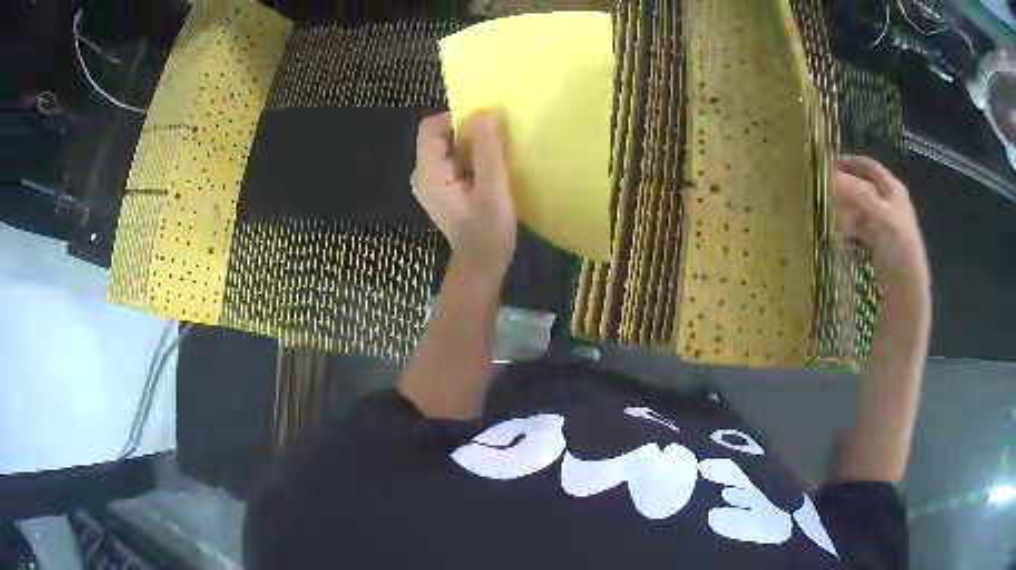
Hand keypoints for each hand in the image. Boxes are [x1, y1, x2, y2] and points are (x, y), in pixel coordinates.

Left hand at [412, 112, 516, 283]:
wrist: (482, 265)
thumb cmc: (488, 230)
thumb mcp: (493, 188)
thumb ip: (487, 149)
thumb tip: (484, 111)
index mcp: (429, 173)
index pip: (431, 127)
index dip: (457, 118)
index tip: (485, 126)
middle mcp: (422, 174)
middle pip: (439, 135)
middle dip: (467, 131)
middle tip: (495, 141)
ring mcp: (430, 182)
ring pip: (447, 146)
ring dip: (471, 144)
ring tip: (495, 155)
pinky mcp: (441, 188)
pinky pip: (452, 159)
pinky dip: (470, 157)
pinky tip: (488, 170)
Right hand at [834, 156, 930, 311]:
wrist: (907, 289)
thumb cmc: (899, 248)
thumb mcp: (882, 217)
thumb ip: (859, 195)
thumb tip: (831, 176)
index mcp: (893, 189)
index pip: (869, 167)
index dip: (850, 163)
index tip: (827, 166)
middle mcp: (888, 202)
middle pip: (862, 188)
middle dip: (844, 191)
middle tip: (824, 195)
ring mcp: (883, 223)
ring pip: (859, 210)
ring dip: (844, 213)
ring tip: (829, 220)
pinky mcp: (878, 243)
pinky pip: (859, 230)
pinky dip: (848, 232)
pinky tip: (838, 238)